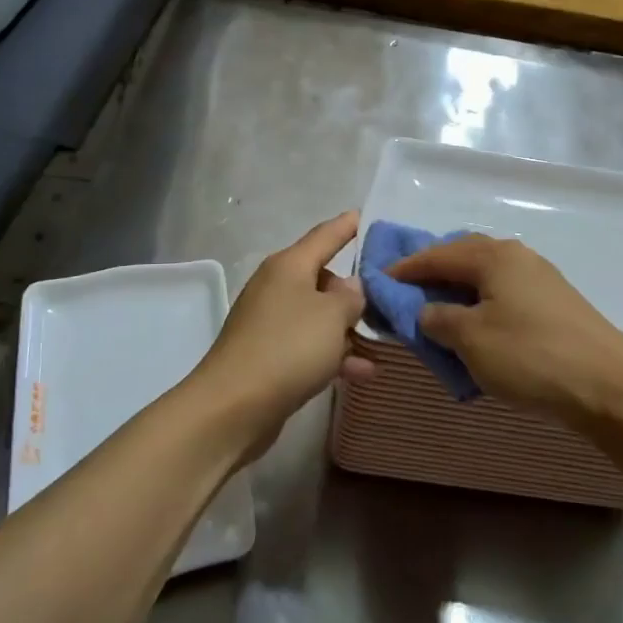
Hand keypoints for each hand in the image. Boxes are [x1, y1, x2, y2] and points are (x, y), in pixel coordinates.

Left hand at [191, 211, 374, 458]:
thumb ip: (352, 296)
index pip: (326, 235)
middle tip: (388, 298)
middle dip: (355, 289)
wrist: (233, 406)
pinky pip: (309, 345)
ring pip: (319, 315)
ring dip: (348, 328)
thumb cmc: (288, 348)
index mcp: (289, 265)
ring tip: (382, 340)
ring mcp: (270, 322)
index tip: (368, 216)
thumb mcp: (332, 316)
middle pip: (323, 278)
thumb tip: (351, 286)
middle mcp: (277, 286)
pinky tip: (363, 372)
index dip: (348, 225)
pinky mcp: (268, 355)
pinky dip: (334, 354)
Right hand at [389, 235, 622, 426]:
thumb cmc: (530, 355)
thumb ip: (438, 319)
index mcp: (493, 256)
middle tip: (407, 293)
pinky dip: (481, 305)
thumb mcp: (471, 339)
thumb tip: (427, 312)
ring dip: (458, 290)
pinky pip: (504, 294)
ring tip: (437, 312)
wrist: (609, 385)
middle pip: (463, 256)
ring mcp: (541, 279)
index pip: (437, 254)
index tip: (379, 280)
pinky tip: (476, 327)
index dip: (405, 268)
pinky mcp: (555, 304)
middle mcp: (517, 256)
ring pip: (486, 276)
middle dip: (433, 272)